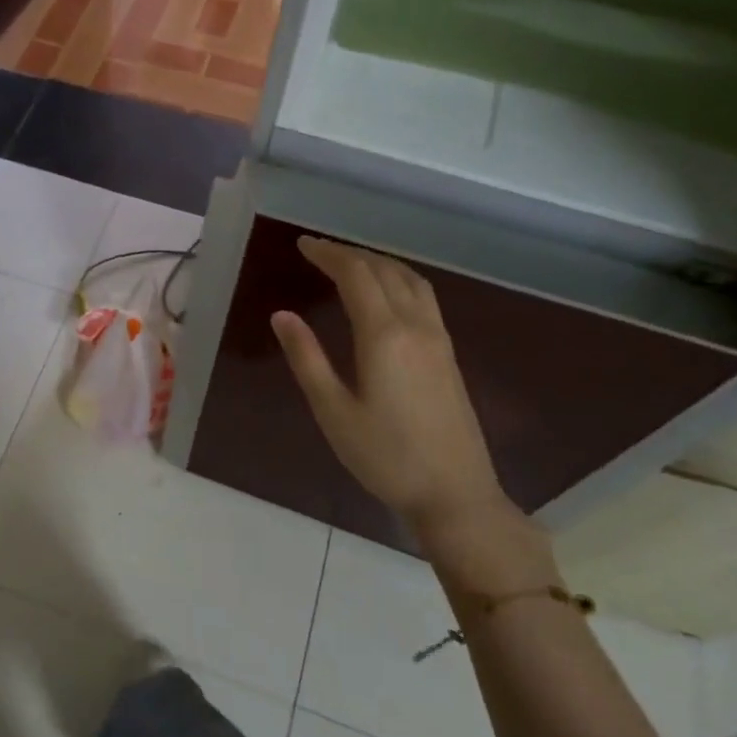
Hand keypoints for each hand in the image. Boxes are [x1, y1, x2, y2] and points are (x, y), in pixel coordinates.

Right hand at [272, 238, 549, 585]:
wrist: (454, 492)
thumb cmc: (385, 456)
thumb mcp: (333, 411)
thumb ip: (307, 358)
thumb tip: (282, 315)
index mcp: (384, 335)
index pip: (356, 275)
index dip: (328, 254)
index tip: (303, 244)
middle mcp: (416, 326)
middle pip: (384, 270)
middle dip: (350, 253)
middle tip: (318, 251)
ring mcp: (439, 339)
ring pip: (410, 280)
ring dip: (378, 262)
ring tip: (350, 263)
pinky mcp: (449, 354)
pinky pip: (424, 297)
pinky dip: (398, 279)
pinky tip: (387, 294)